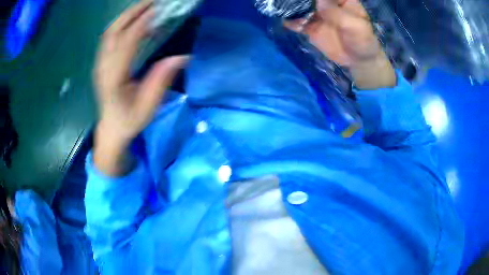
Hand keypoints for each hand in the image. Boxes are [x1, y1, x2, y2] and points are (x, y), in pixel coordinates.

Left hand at [93, 0, 188, 175]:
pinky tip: (133, 20)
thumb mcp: (148, 107)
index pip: (126, 43)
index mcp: (113, 78)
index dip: (141, 24)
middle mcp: (103, 67)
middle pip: (113, 31)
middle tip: (152, 1)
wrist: (111, 129)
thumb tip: (181, 57)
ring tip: (145, 6)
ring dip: (127, 15)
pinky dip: (122, 24)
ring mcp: (100, 64)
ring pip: (110, 31)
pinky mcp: (101, 62)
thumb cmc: (129, 121)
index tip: (157, 10)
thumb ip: (160, 81)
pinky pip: (109, 37)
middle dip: (132, 12)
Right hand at [284, 0, 395, 88]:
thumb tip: (319, 1)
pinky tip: (286, 22)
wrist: (359, 60)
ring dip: (291, 7)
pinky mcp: (310, 27)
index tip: (310, 0)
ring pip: (300, 6)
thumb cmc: (363, 41)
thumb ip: (337, 13)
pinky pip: (297, 22)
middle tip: (288, 1)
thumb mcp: (355, 26)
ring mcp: (317, 14)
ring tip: (283, 9)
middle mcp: (326, 3)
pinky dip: (290, 21)